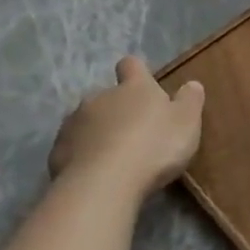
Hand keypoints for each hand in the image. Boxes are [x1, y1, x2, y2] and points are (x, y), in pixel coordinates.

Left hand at [48, 57, 203, 198]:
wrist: (104, 183)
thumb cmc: (154, 147)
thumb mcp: (187, 123)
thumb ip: (190, 101)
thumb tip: (192, 84)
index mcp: (134, 88)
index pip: (132, 66)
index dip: (138, 73)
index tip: (145, 85)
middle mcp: (99, 97)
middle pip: (109, 96)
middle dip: (120, 110)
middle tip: (137, 134)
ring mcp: (74, 122)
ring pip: (88, 121)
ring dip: (100, 132)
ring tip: (116, 157)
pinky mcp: (58, 149)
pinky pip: (74, 147)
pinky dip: (85, 155)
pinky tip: (97, 174)